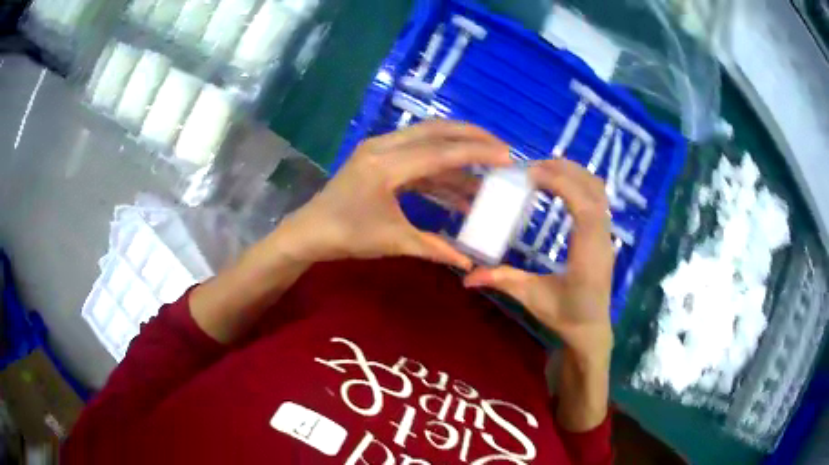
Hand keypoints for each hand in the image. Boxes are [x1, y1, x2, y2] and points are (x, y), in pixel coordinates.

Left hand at [272, 121, 512, 269]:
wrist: (310, 231)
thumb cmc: (346, 236)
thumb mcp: (393, 241)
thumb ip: (435, 248)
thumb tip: (470, 261)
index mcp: (386, 165)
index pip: (441, 152)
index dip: (476, 153)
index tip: (507, 156)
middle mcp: (384, 147)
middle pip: (436, 130)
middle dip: (472, 137)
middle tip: (501, 148)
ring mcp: (379, 149)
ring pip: (427, 140)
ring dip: (457, 155)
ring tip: (485, 174)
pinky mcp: (379, 157)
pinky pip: (416, 156)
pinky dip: (439, 170)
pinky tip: (458, 189)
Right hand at [464, 159, 614, 361]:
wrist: (591, 328)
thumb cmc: (565, 316)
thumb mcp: (532, 299)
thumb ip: (503, 282)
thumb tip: (466, 277)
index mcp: (588, 256)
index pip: (584, 208)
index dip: (560, 184)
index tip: (530, 175)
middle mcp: (603, 239)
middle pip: (593, 190)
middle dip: (563, 171)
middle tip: (529, 168)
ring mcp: (607, 234)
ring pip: (598, 189)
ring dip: (573, 172)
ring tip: (543, 171)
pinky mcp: (604, 232)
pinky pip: (597, 196)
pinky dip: (579, 181)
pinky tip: (558, 185)